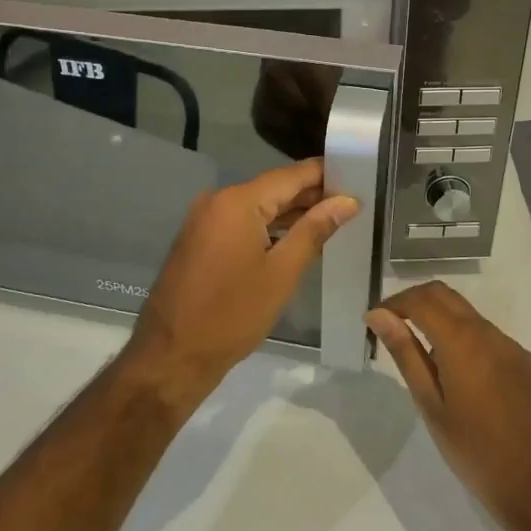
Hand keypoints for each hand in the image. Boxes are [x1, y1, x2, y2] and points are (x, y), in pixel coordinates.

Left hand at [126, 159, 359, 409]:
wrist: (172, 356)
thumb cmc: (233, 314)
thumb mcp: (282, 272)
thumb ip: (315, 230)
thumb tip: (347, 201)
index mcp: (238, 201)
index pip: (292, 175)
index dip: (326, 174)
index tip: (359, 175)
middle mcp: (218, 200)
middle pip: (274, 188)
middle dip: (312, 195)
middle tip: (353, 201)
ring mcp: (205, 219)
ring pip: (258, 206)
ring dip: (292, 212)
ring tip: (334, 218)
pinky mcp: (200, 239)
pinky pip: (242, 222)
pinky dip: (269, 227)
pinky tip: (296, 237)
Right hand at [367, 282, 530, 524]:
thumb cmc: (475, 451)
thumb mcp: (431, 405)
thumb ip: (406, 353)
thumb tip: (379, 315)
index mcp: (462, 340)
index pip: (422, 299)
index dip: (395, 302)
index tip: (375, 319)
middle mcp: (490, 333)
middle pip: (446, 296)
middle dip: (416, 301)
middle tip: (393, 326)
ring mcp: (513, 347)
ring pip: (470, 316)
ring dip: (442, 321)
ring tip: (426, 360)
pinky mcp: (528, 364)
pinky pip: (491, 338)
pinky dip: (467, 341)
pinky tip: (463, 379)